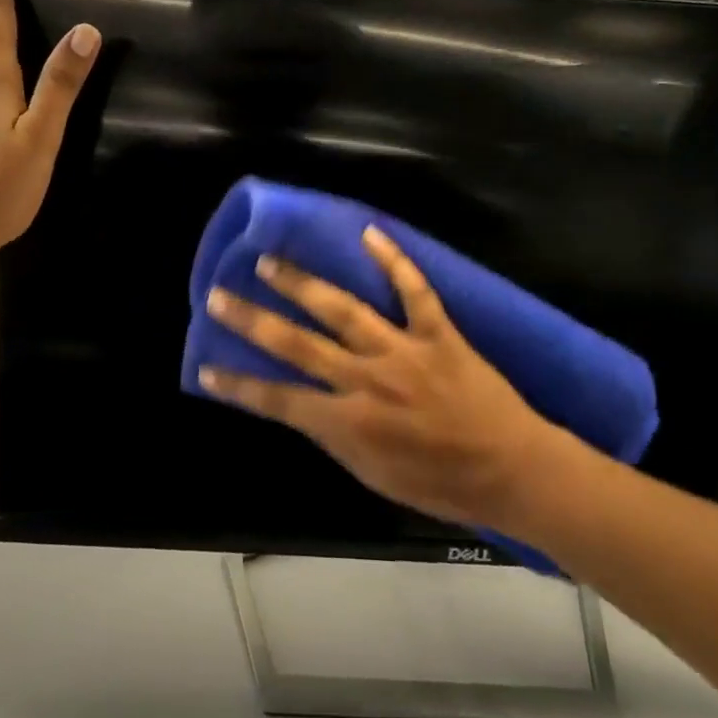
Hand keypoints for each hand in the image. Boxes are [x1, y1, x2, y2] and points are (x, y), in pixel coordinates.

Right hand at [200, 227, 564, 531]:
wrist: (512, 470)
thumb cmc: (441, 484)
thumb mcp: (374, 476)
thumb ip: (335, 437)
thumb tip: (302, 405)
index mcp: (350, 424)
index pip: (279, 400)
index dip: (238, 386)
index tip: (206, 368)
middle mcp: (368, 381)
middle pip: (298, 345)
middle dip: (253, 320)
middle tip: (219, 294)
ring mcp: (403, 351)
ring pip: (343, 309)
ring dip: (302, 283)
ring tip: (269, 261)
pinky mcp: (439, 333)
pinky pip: (414, 291)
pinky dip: (393, 261)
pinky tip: (369, 233)